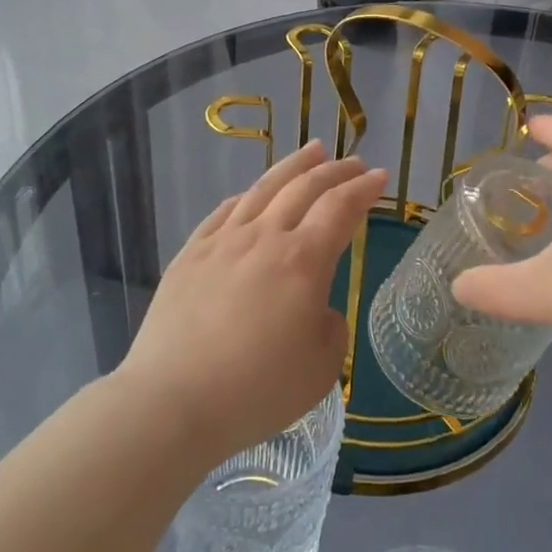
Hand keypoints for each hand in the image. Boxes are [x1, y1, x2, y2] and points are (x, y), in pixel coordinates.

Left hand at [120, 142, 386, 467]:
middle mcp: (264, 238)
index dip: (363, 189)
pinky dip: (248, 195)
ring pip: (264, 189)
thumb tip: (315, 307)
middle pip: (304, 188)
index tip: (379, 176)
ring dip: (293, 166)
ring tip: (312, 150)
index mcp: (302, 261)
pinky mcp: (190, 254)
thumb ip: (330, 326)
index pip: (340, 209)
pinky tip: (253, 193)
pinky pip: (224, 211)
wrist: (173, 400)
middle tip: (352, 161)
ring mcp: (222, 242)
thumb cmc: (257, 390)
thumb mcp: (321, 368)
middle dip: (334, 170)